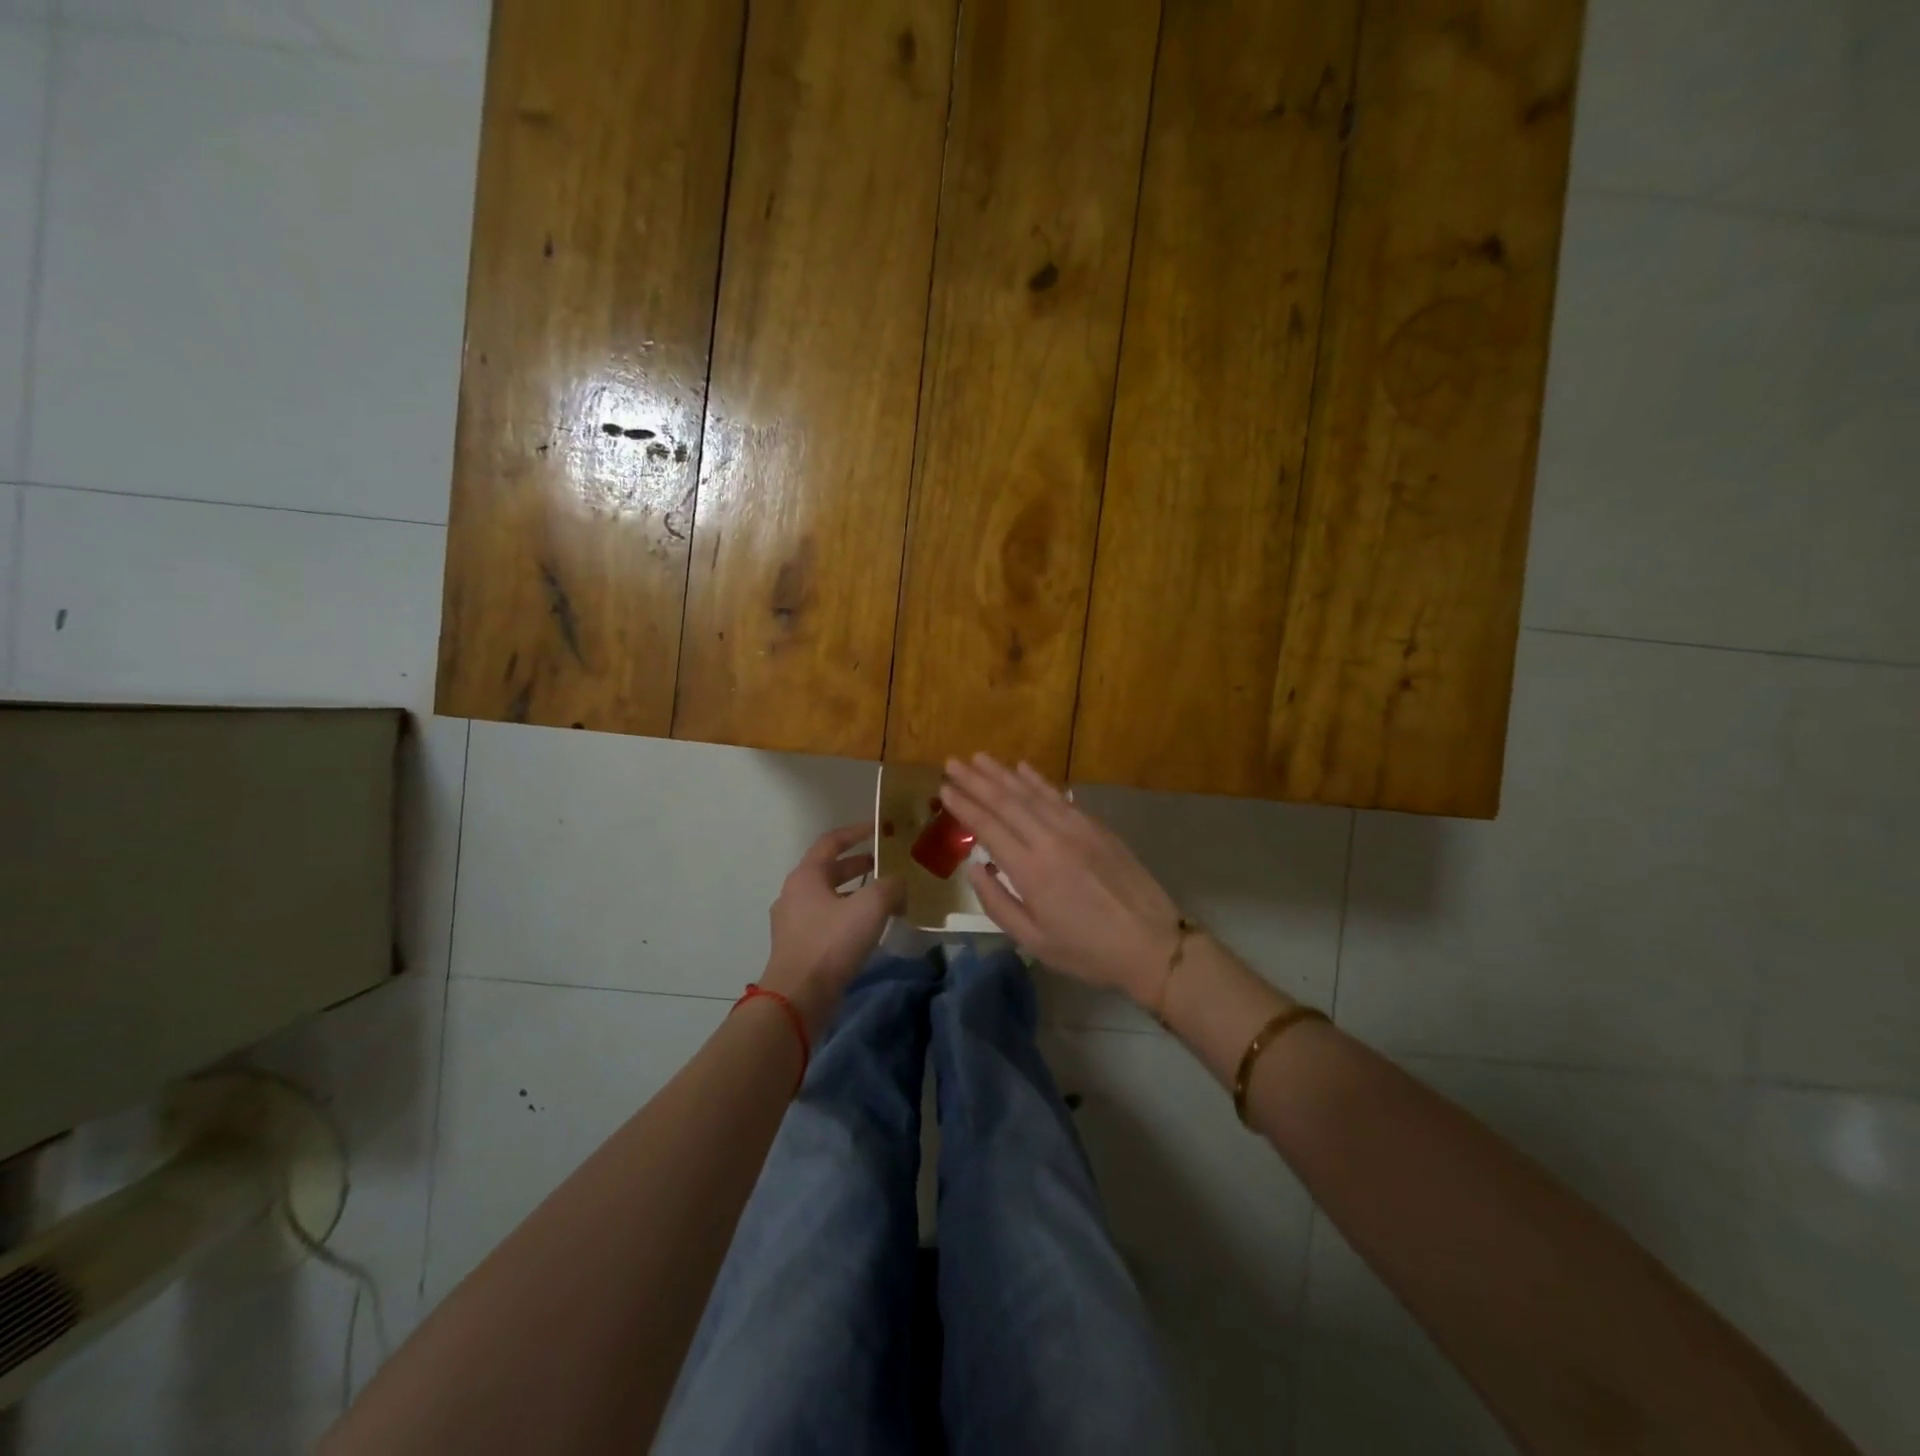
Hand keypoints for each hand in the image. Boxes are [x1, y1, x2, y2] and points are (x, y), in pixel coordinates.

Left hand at [761, 824, 905, 1036]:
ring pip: (829, 897)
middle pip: (829, 870)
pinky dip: (848, 916)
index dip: (857, 831)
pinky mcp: (798, 946)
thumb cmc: (831, 943)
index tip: (879, 828)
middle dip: (859, 865)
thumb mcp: (870, 907)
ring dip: (855, 893)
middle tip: (887, 865)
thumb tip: (899, 884)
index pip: (832, 841)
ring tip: (884, 898)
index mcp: (806, 876)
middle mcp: (794, 893)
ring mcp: (793, 922)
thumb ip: (890, 887)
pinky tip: (868, 929)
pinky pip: (826, 921)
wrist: (798, 998)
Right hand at [940, 755, 1181, 1003]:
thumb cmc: (1087, 950)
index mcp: (1030, 870)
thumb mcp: (1033, 940)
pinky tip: (1022, 767)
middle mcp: (1050, 839)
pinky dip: (1038, 780)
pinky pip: (1059, 796)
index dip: (963, 806)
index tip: (943, 788)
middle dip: (976, 780)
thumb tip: (975, 868)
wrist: (1151, 943)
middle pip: (1006, 801)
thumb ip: (997, 903)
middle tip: (952, 762)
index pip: (988, 827)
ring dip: (1003, 773)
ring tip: (979, 757)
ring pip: (1032, 792)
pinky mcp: (1096, 826)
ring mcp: (1076, 828)